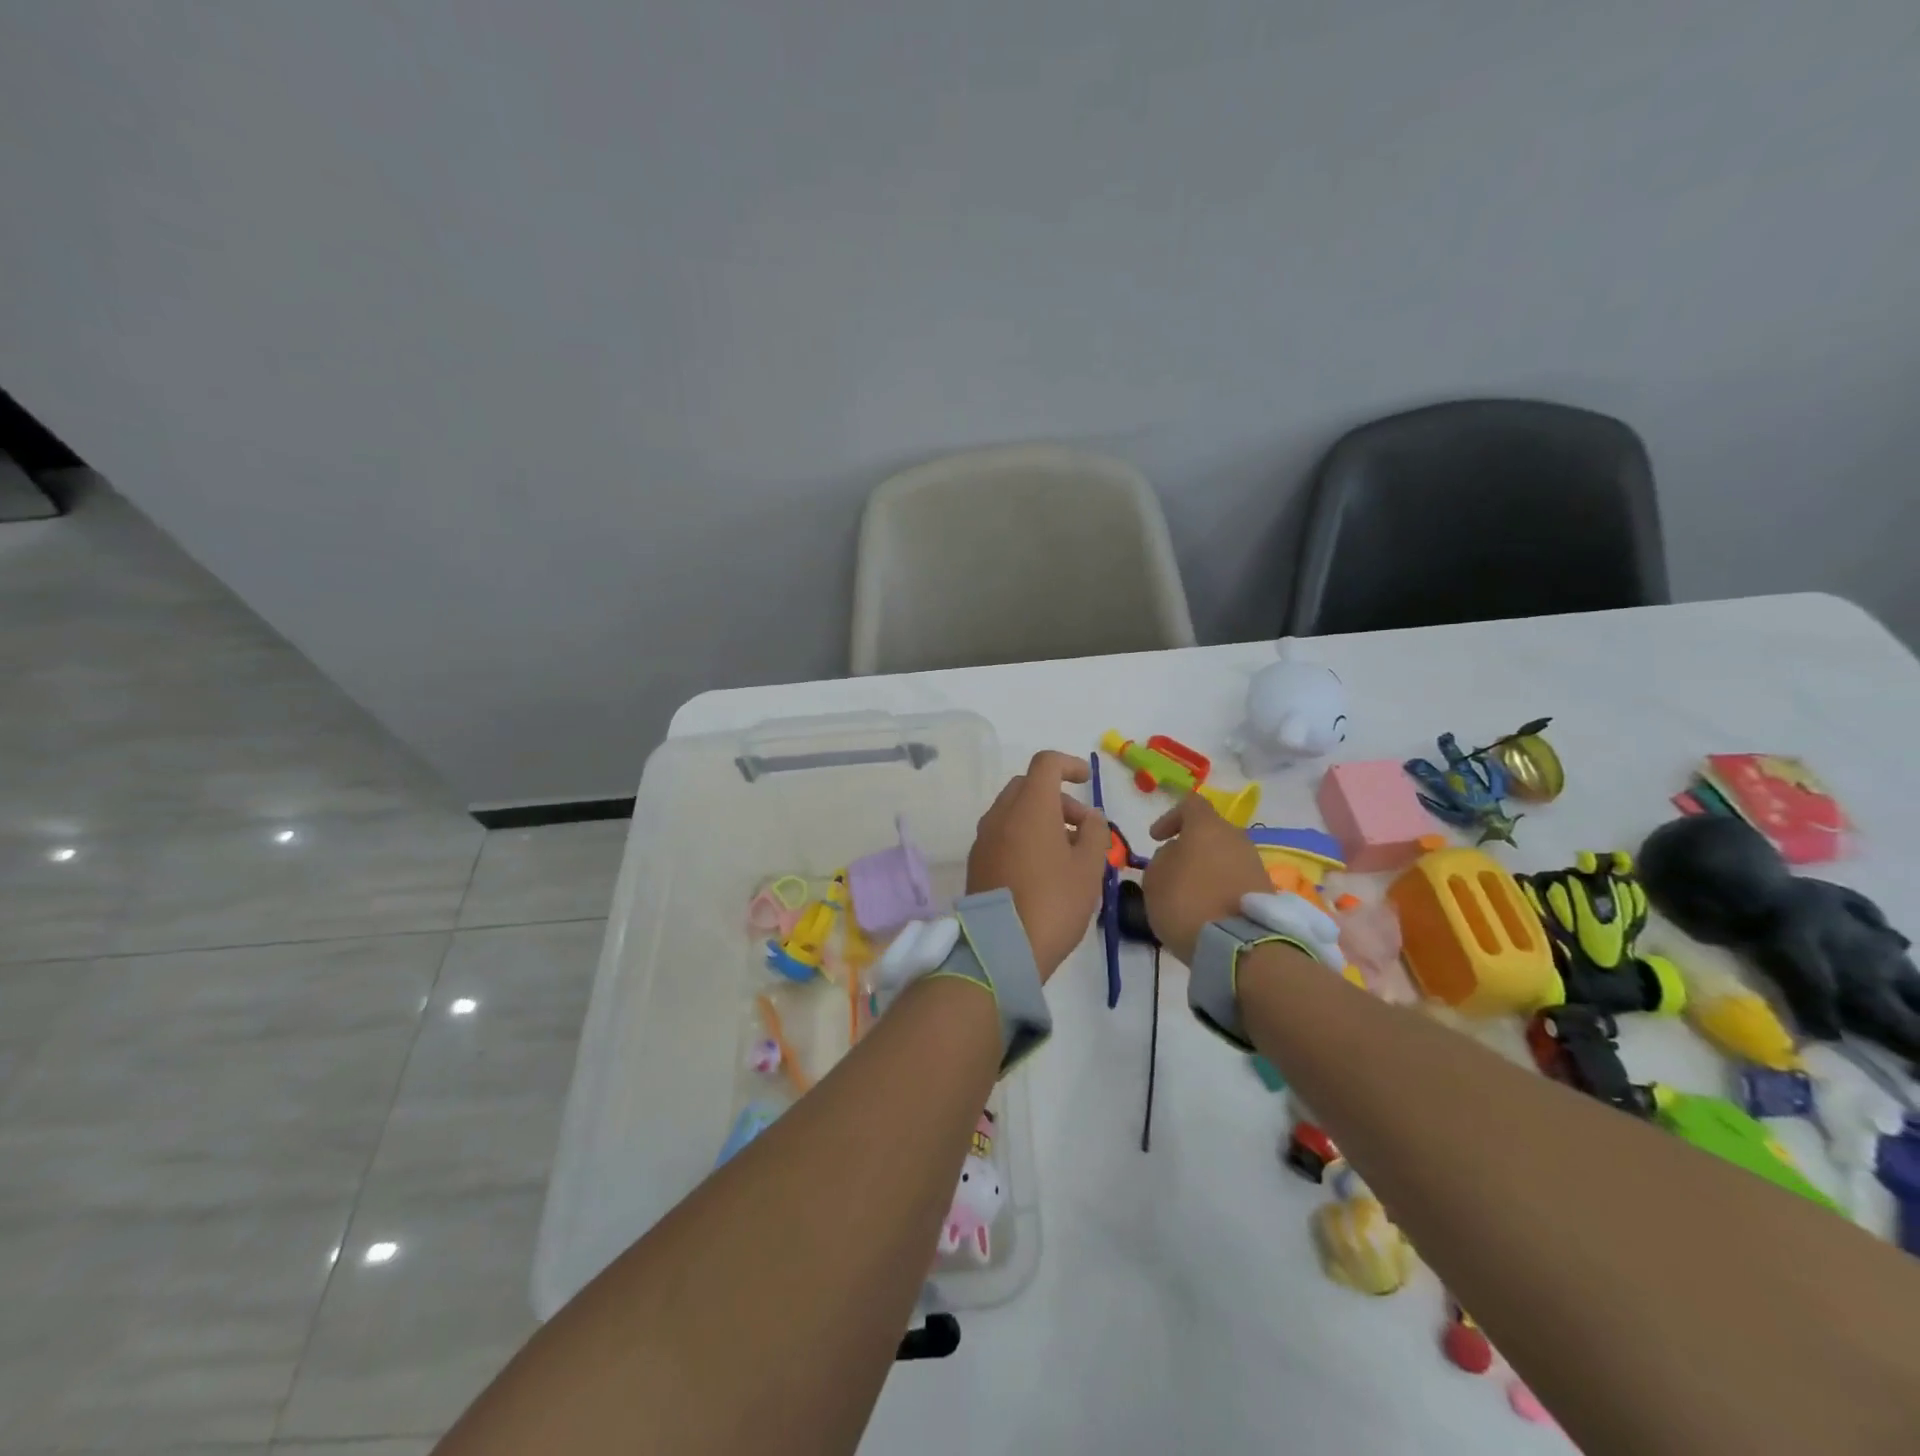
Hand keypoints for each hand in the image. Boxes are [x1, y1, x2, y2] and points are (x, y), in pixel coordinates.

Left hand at [966, 750, 1109, 980]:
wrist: (1001, 947)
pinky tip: (1041, 868)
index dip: (1069, 765)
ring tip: (1066, 854)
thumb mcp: (1088, 868)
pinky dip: (1022, 835)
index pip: (1046, 764)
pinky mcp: (976, 860)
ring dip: (1040, 817)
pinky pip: (1002, 833)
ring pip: (1013, 810)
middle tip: (1081, 828)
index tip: (1087, 780)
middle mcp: (1001, 814)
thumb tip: (1089, 817)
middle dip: (1057, 798)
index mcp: (1030, 807)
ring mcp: (984, 838)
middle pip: (1028, 786)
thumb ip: (1094, 833)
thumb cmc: (1054, 902)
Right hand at [1142, 794, 1271, 962]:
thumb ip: (1162, 858)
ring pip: (1224, 856)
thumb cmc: (1187, 902)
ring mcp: (1254, 864)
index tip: (1156, 838)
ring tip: (1189, 892)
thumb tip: (1176, 854)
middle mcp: (1236, 838)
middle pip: (1210, 832)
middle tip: (1172, 867)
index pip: (1191, 804)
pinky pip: (1235, 878)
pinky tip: (1207, 908)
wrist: (1239, 946)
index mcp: (1207, 827)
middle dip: (1190, 846)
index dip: (1170, 817)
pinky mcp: (1265, 890)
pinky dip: (1220, 886)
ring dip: (1206, 868)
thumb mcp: (1154, 879)